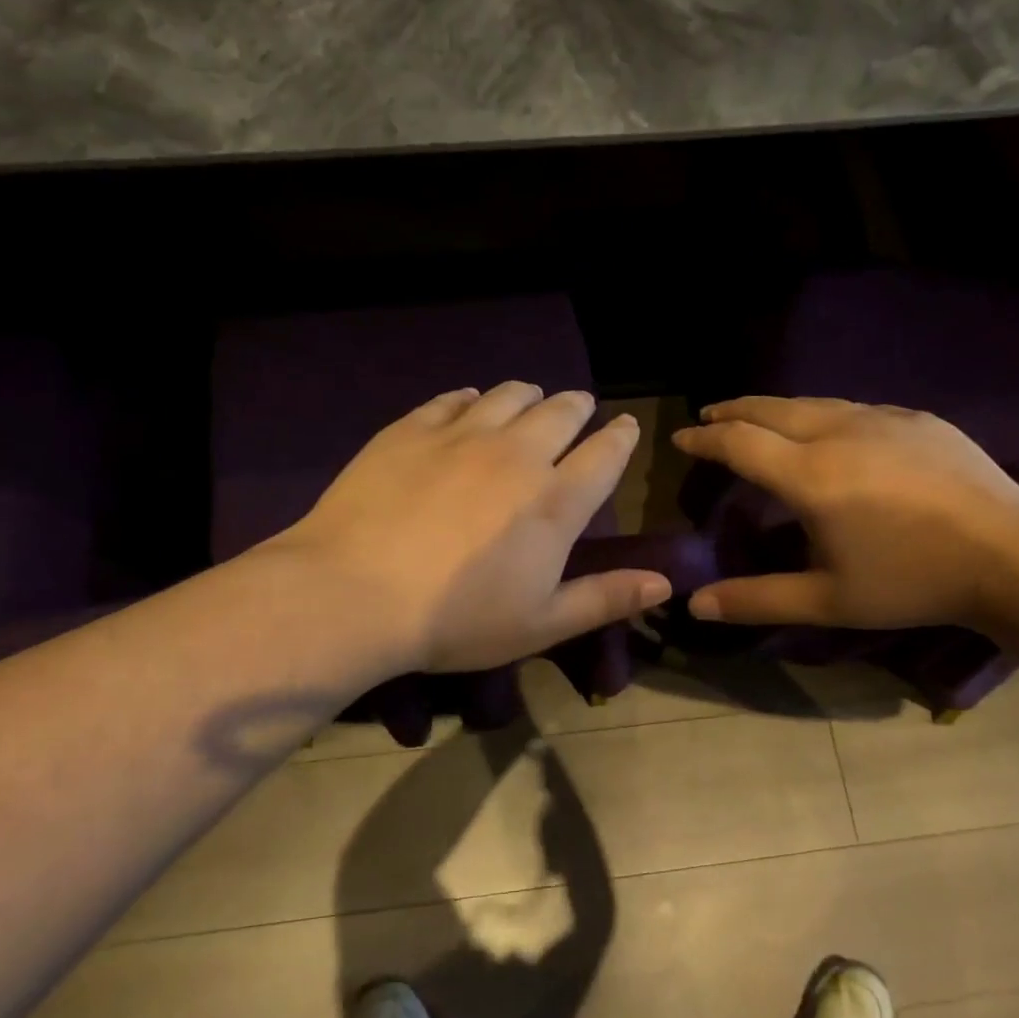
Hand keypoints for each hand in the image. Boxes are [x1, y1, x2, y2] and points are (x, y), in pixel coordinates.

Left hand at [271, 383, 671, 674]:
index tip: (625, 426)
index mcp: (554, 501)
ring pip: (509, 394)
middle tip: (580, 407)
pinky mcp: (411, 429)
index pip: (605, 454)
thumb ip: (606, 597)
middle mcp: (516, 454)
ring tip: (531, 398)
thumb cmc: (455, 620)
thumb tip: (667, 581)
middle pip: (560, 412)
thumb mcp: (541, 623)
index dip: (620, 437)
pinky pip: (452, 398)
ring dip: (529, 394)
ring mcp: (461, 435)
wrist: (352, 593)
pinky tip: (469, 404)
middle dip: (578, 406)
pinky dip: (471, 398)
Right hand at [671, 397, 1018, 629]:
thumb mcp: (828, 601)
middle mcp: (839, 433)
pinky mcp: (917, 418)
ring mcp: (883, 419)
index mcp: (811, 475)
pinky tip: (828, 428)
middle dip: (733, 411)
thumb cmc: (912, 582)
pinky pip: (854, 408)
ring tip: (757, 416)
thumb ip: (757, 599)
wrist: (1014, 555)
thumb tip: (696, 605)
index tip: (681, 437)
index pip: (739, 443)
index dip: (704, 439)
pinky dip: (822, 413)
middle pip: (770, 409)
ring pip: (813, 403)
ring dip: (775, 408)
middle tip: (709, 416)